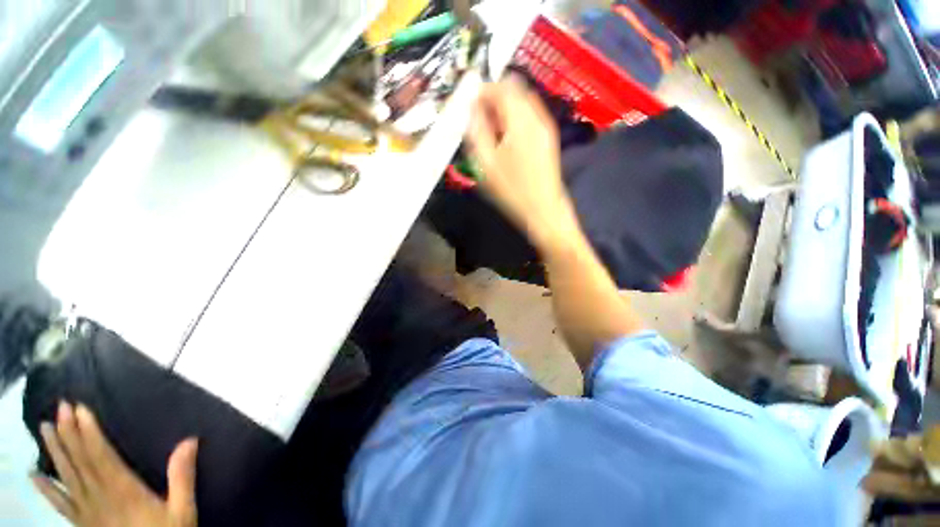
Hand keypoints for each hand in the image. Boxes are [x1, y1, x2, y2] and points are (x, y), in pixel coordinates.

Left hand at [32, 402, 197, 526]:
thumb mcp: (182, 511)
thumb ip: (183, 477)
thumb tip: (190, 440)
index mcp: (123, 492)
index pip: (100, 456)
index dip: (88, 433)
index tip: (79, 409)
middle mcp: (98, 497)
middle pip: (79, 462)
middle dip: (68, 433)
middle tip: (58, 407)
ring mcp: (86, 511)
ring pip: (66, 476)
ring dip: (54, 451)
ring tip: (42, 427)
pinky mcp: (81, 523)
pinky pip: (59, 503)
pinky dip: (45, 488)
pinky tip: (34, 475)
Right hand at [465, 77, 579, 250]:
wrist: (543, 209)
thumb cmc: (512, 190)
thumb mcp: (487, 163)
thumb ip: (476, 131)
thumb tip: (471, 108)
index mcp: (520, 119)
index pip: (501, 86)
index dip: (482, 89)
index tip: (467, 102)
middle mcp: (536, 115)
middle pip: (514, 89)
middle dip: (493, 96)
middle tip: (478, 116)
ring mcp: (545, 126)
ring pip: (523, 101)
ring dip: (504, 106)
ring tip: (489, 127)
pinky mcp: (548, 137)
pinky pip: (529, 115)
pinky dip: (514, 117)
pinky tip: (505, 136)